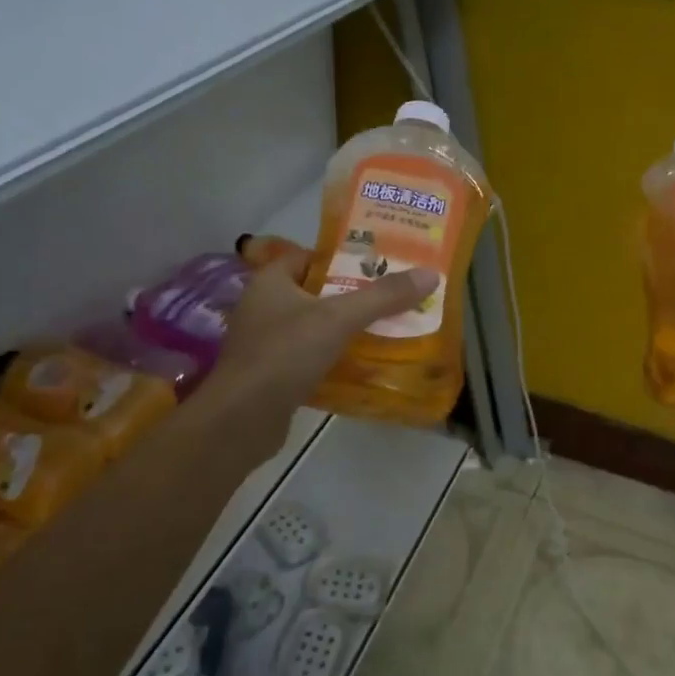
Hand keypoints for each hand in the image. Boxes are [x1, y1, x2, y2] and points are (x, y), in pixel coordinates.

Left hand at [195, 246, 436, 458]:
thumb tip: (431, 274)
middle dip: (351, 297)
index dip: (342, 258)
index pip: (309, 257)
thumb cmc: (285, 353)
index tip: (379, 266)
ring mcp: (265, 343)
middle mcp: (263, 307)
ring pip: (313, 328)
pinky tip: (361, 367)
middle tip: (391, 299)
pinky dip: (332, 360)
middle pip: (315, 293)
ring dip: (343, 331)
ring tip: (385, 331)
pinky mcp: (271, 375)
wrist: (243, 418)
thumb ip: (383, 296)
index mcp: (271, 282)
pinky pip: (309, 358)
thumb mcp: (339, 318)